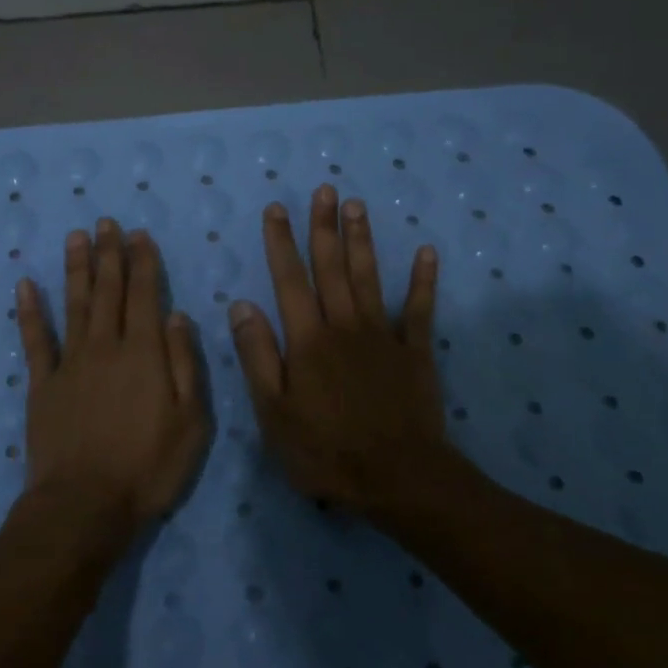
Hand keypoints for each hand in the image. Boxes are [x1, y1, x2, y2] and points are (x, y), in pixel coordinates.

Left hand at [14, 219, 209, 539]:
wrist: (85, 504)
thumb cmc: (148, 467)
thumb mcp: (191, 421)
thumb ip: (184, 364)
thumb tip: (177, 315)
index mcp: (143, 353)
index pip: (144, 295)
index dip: (142, 263)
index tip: (139, 235)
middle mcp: (105, 347)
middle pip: (108, 291)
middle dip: (109, 254)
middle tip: (106, 222)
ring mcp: (70, 363)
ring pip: (74, 304)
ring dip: (76, 268)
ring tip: (76, 236)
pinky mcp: (42, 384)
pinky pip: (35, 340)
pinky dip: (30, 311)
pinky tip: (26, 285)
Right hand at [228, 186, 445, 516]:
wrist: (398, 479)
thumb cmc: (326, 450)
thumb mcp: (274, 412)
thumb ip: (258, 356)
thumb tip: (241, 305)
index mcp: (308, 340)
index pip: (289, 280)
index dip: (281, 243)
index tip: (276, 209)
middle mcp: (345, 326)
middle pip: (332, 268)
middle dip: (324, 227)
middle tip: (325, 189)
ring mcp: (384, 336)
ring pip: (370, 278)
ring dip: (362, 240)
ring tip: (357, 205)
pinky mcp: (416, 353)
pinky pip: (420, 310)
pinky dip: (423, 281)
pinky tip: (426, 252)